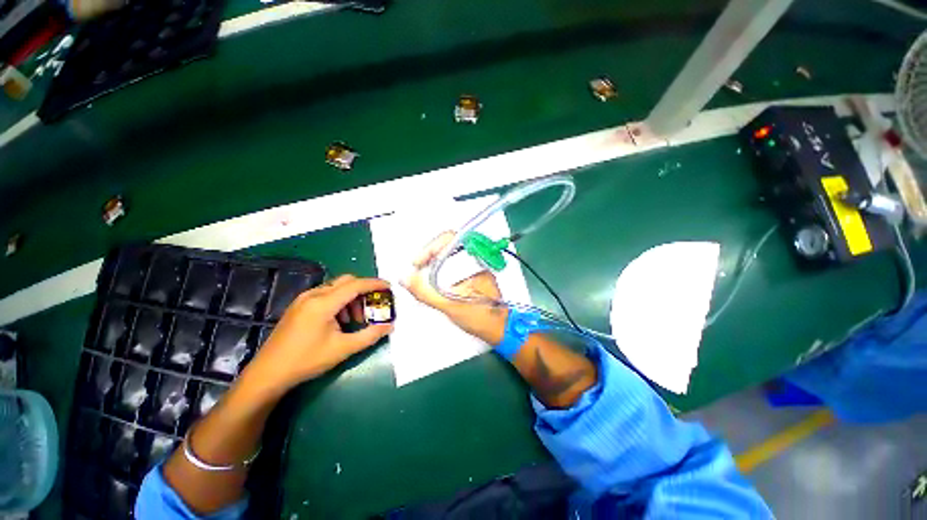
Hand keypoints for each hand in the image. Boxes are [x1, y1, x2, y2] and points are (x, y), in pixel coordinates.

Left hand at [246, 275, 393, 392]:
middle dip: (363, 291)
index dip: (375, 284)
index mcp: (323, 303)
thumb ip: (370, 335)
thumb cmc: (307, 361)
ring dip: (351, 298)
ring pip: (336, 287)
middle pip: (346, 281)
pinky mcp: (299, 305)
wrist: (268, 373)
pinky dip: (339, 302)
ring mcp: (303, 299)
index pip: (356, 285)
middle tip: (372, 307)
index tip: (389, 287)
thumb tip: (390, 327)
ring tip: (355, 320)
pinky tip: (339, 321)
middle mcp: (313, 295)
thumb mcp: (343, 349)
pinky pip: (326, 294)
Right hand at [401, 231, 507, 343]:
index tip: (417, 263)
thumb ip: (425, 292)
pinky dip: (441, 268)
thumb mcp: (449, 305)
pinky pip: (454, 262)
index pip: (449, 239)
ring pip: (450, 253)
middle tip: (417, 268)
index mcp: (473, 259)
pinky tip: (434, 280)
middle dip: (429, 254)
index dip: (429, 248)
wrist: (500, 328)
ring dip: (434, 261)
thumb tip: (405, 278)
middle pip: (447, 244)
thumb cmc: (480, 316)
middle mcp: (476, 258)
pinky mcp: (474, 272)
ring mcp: (476, 264)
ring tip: (422, 274)